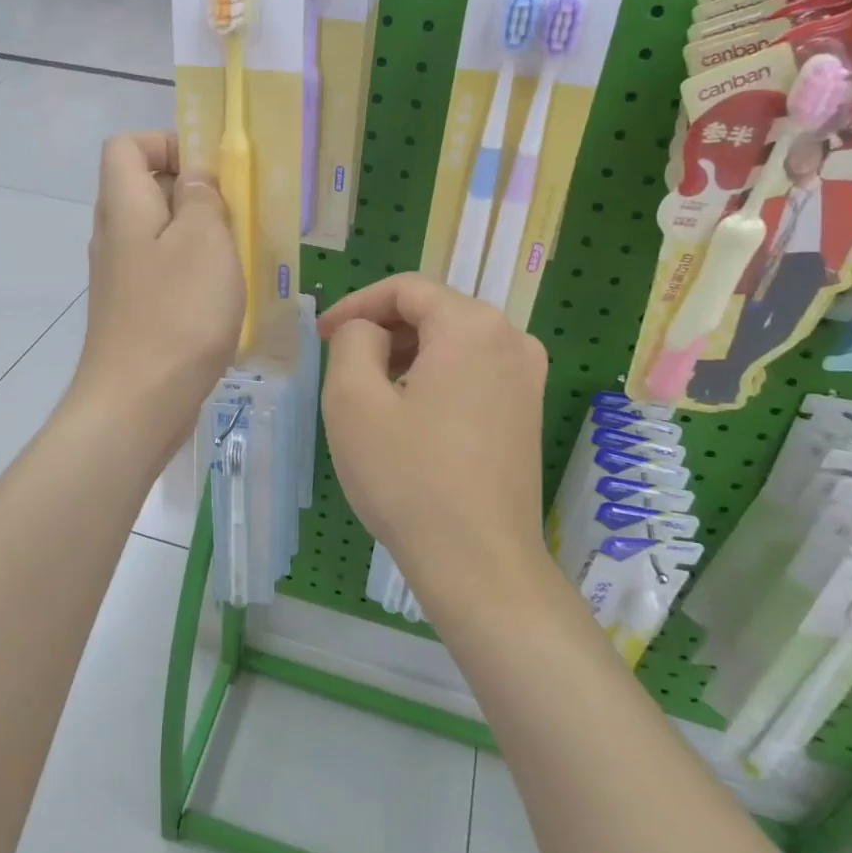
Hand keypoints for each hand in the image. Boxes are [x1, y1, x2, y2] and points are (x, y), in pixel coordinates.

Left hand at [70, 133, 243, 457]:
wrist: (137, 404)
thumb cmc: (177, 314)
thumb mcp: (204, 241)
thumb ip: (202, 198)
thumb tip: (195, 179)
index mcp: (124, 206)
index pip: (127, 146)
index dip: (167, 143)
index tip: (211, 169)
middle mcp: (114, 236)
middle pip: (146, 188)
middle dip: (194, 192)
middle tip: (238, 214)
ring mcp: (121, 277)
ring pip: (160, 234)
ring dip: (199, 236)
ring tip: (238, 256)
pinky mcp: (133, 311)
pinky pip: (163, 271)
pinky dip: (192, 272)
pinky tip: (223, 297)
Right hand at [318, 274, 549, 613]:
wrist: (479, 563)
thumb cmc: (409, 477)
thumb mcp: (353, 400)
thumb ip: (353, 340)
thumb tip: (370, 332)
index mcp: (472, 325)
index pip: (406, 289)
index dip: (357, 304)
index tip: (323, 335)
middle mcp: (511, 339)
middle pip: (434, 311)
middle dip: (382, 328)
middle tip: (341, 361)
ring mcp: (527, 377)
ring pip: (453, 341)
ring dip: (407, 353)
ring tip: (370, 389)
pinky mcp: (528, 410)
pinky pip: (473, 371)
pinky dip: (435, 376)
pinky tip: (409, 413)